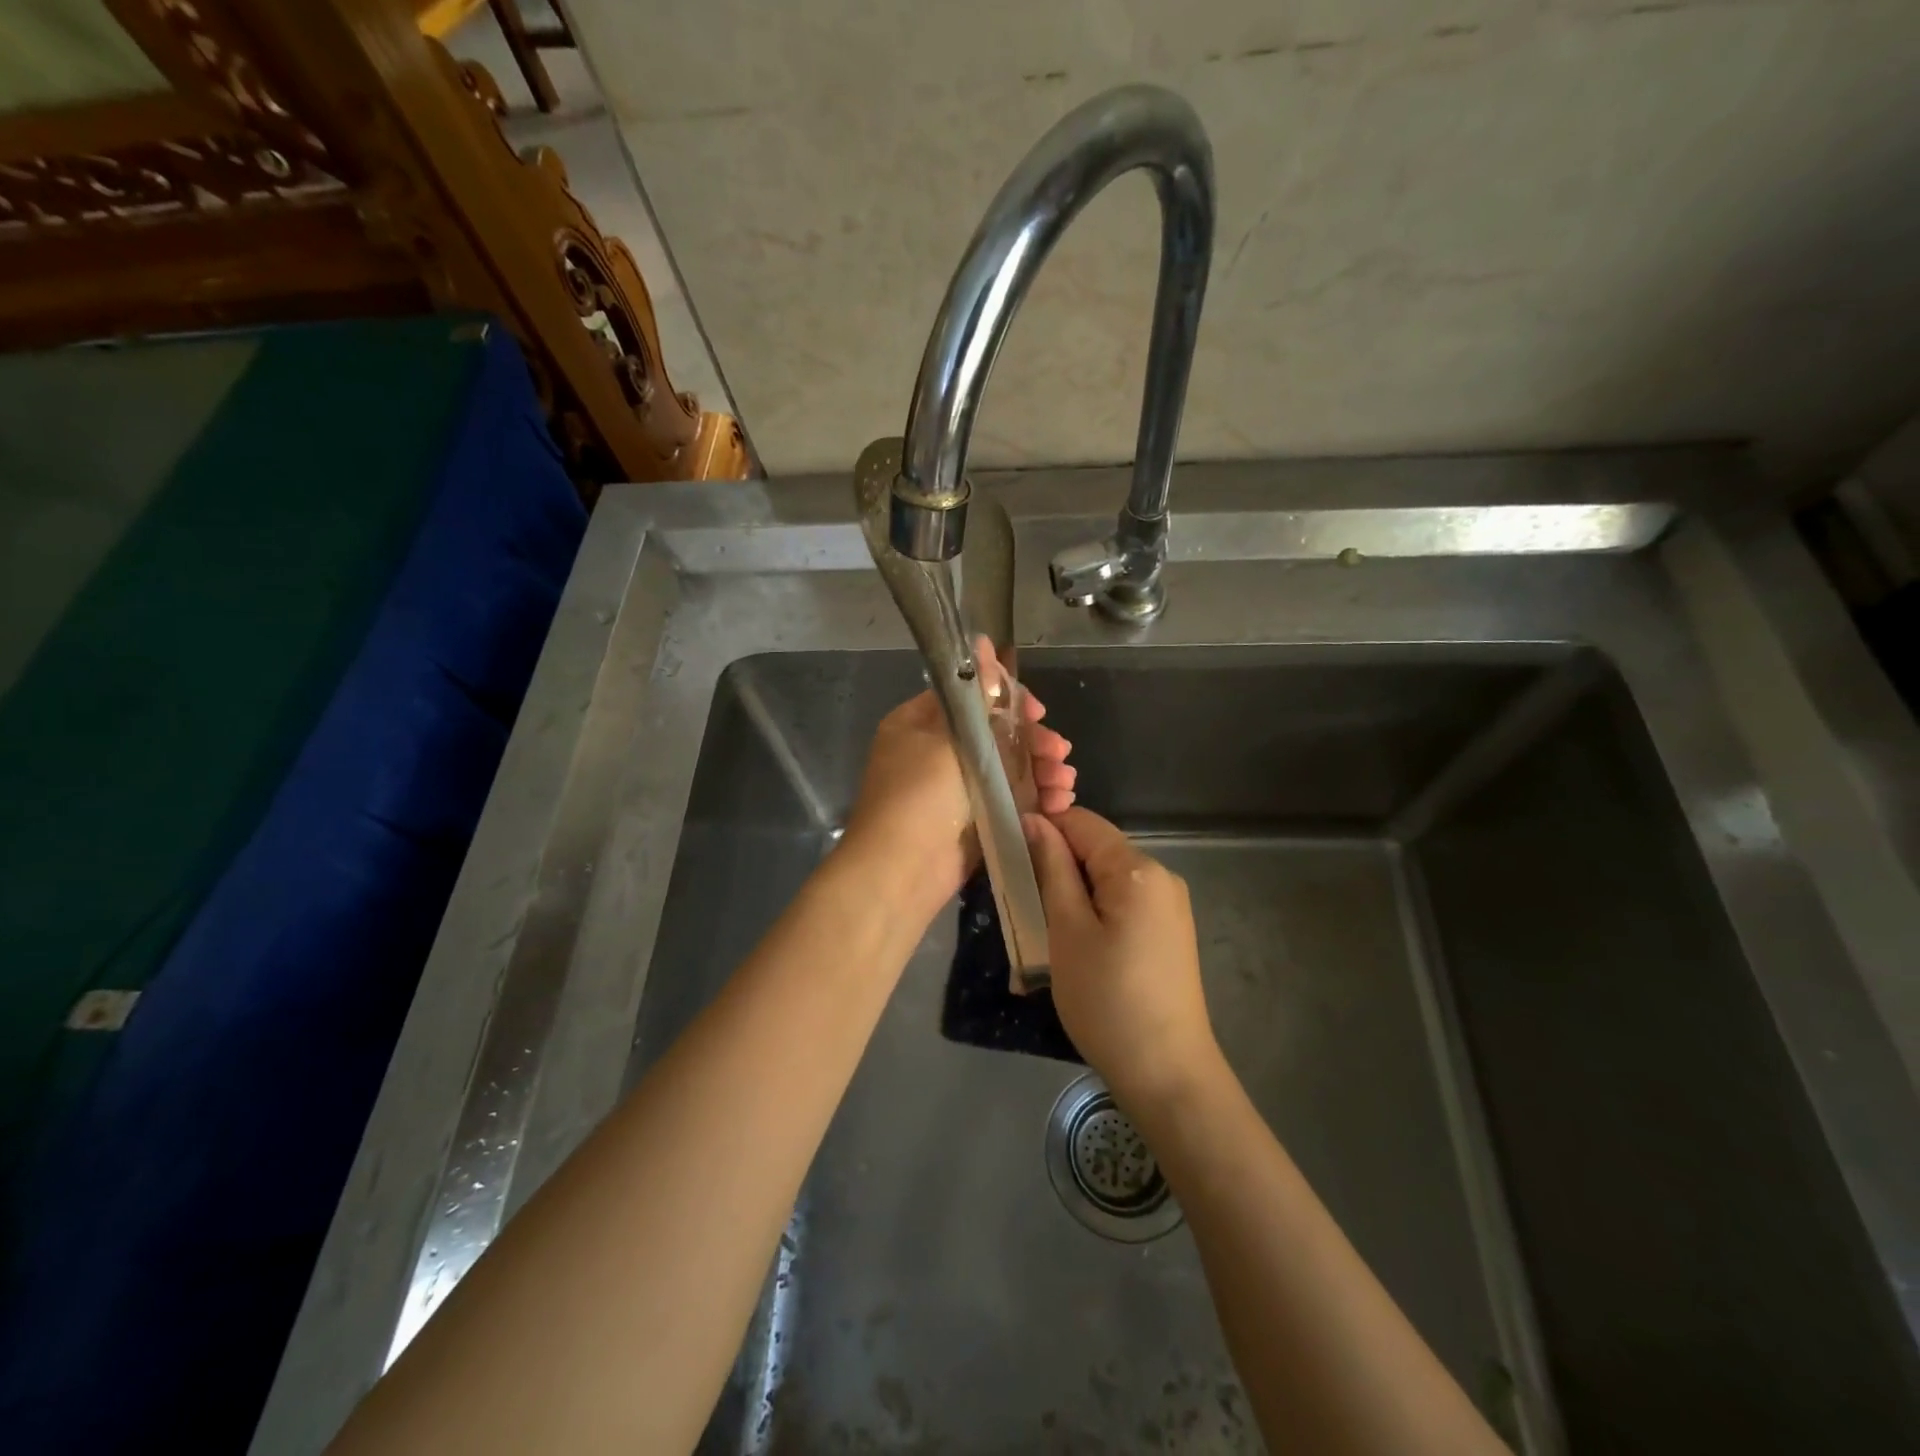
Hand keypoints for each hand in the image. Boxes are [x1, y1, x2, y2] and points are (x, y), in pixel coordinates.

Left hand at [841, 643, 1073, 914]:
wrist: (902, 872)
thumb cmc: (920, 795)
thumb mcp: (949, 738)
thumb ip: (976, 697)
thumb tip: (983, 642)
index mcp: (920, 725)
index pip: (969, 698)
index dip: (1007, 700)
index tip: (1037, 712)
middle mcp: (936, 753)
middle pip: (995, 735)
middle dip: (1033, 741)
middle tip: (1059, 751)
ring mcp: (955, 790)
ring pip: (1007, 769)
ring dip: (1040, 770)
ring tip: (1065, 780)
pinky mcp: (973, 821)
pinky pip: (1009, 800)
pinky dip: (1035, 799)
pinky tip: (1061, 801)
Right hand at [1024, 807, 1220, 1109]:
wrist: (1167, 1072)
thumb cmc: (1107, 999)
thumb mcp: (1067, 930)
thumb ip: (1052, 868)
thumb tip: (1035, 820)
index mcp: (1137, 868)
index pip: (1082, 822)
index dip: (1044, 831)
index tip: (1012, 859)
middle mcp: (1161, 876)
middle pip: (1097, 848)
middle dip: (1059, 866)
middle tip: (1026, 903)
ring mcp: (1171, 905)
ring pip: (1108, 877)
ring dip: (1075, 891)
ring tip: (1050, 930)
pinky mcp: (1171, 931)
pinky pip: (1125, 901)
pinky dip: (1097, 911)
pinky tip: (1083, 945)